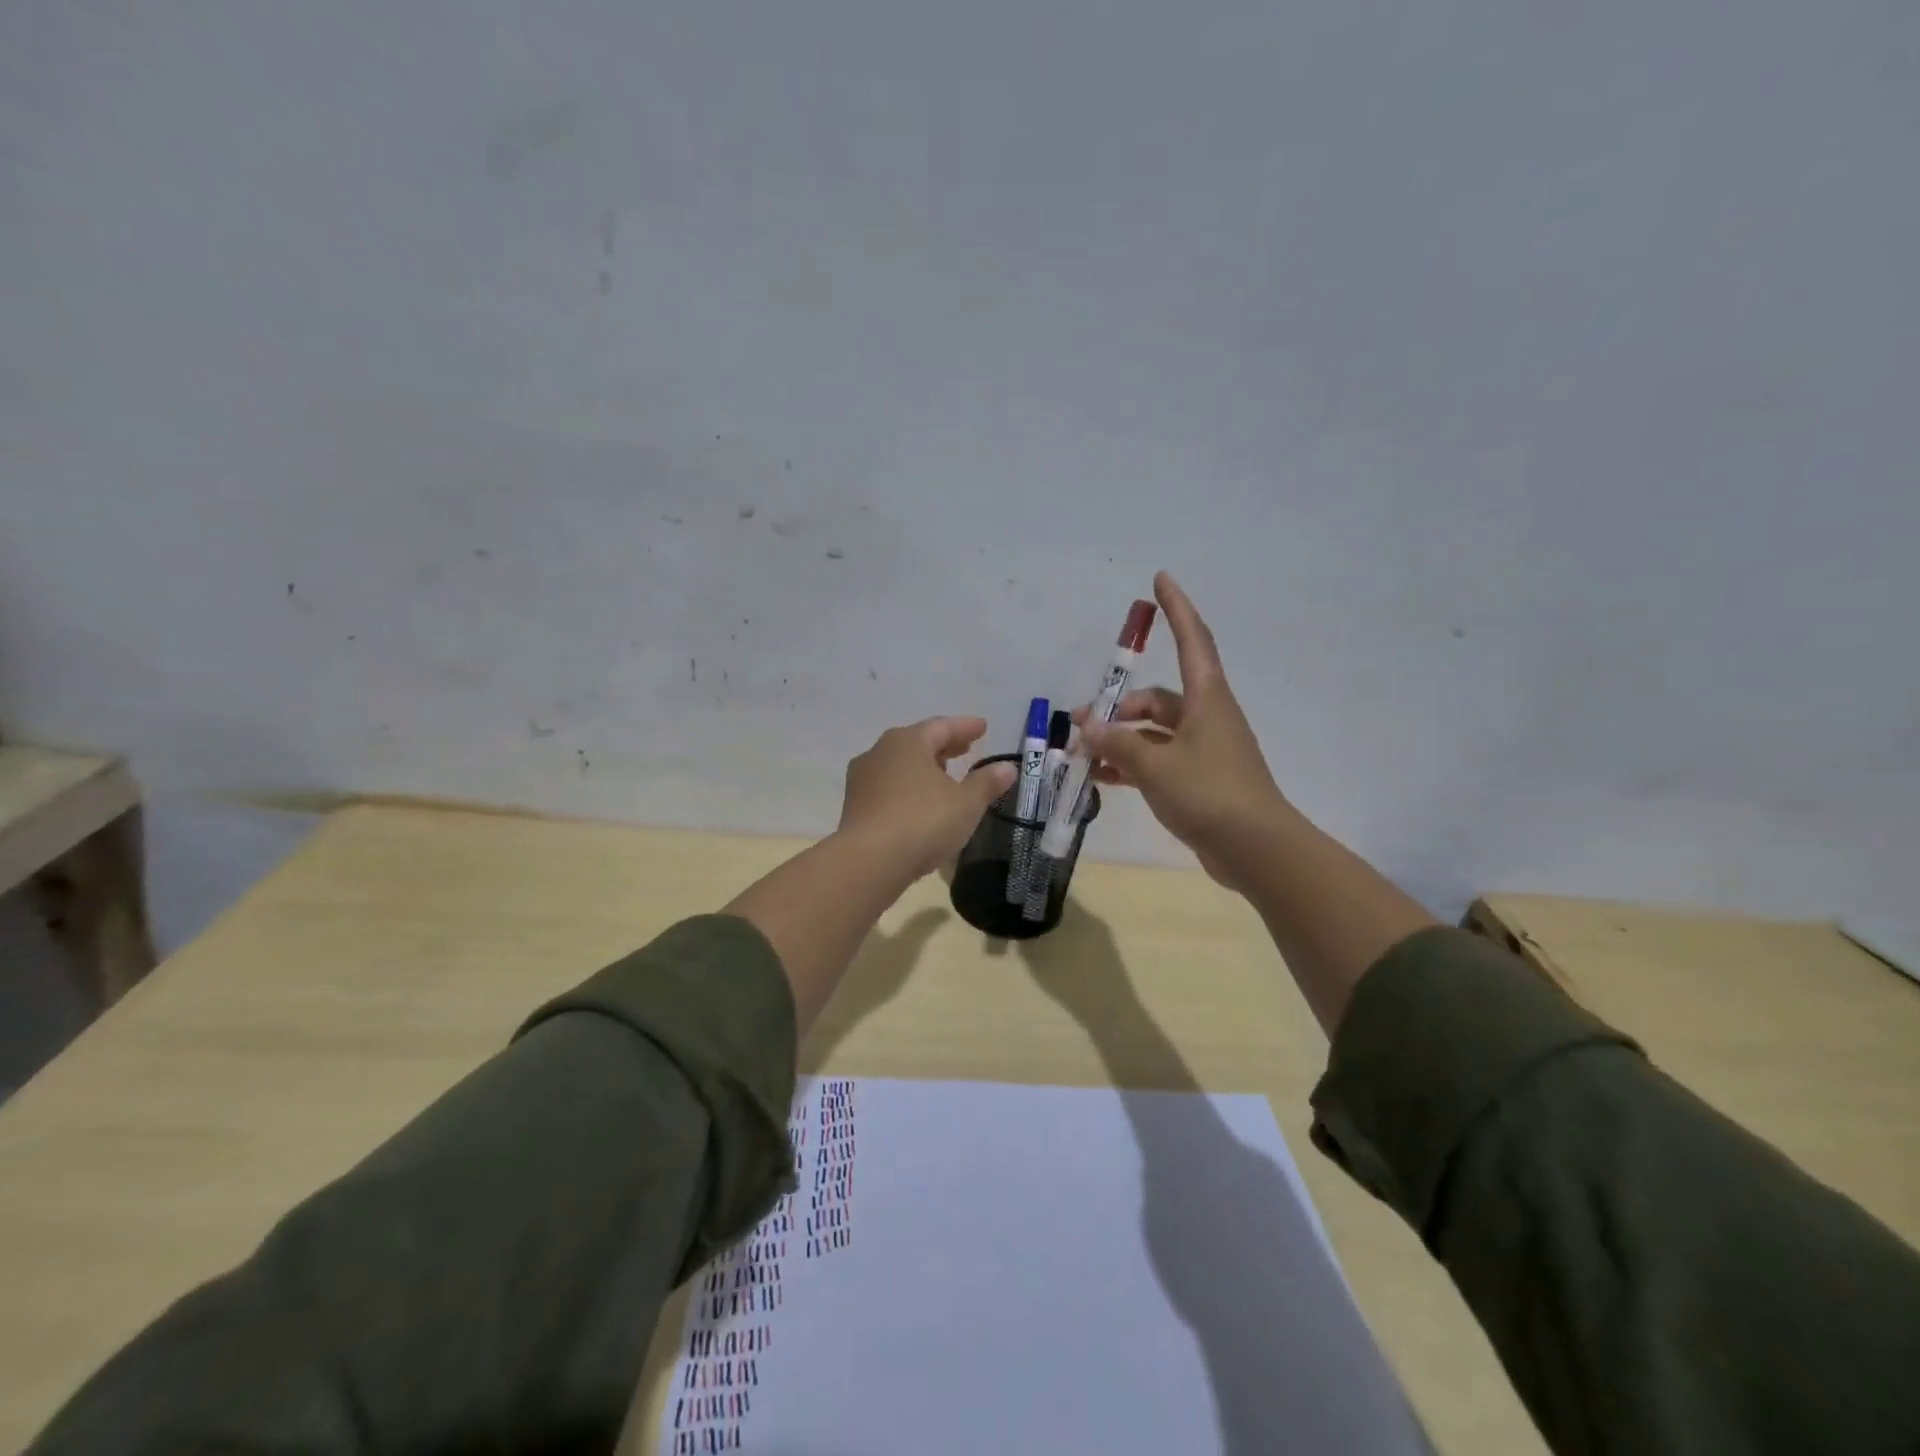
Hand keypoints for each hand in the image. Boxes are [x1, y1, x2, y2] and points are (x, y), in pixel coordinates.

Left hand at [837, 717, 1016, 880]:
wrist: (868, 862)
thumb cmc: (922, 822)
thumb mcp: (966, 803)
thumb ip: (987, 782)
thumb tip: (1007, 767)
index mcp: (908, 741)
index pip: (942, 726)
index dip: (965, 727)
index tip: (983, 727)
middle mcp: (880, 752)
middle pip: (918, 742)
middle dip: (944, 745)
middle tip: (965, 748)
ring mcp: (863, 779)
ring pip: (900, 764)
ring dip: (924, 767)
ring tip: (944, 776)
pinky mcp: (854, 806)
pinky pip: (889, 787)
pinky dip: (908, 787)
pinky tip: (920, 802)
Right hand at [1077, 572, 1292, 891]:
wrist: (1256, 850)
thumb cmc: (1210, 794)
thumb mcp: (1156, 766)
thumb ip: (1118, 743)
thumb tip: (1088, 726)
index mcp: (1207, 700)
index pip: (1192, 640)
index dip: (1177, 608)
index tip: (1161, 578)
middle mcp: (1207, 718)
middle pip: (1159, 698)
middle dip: (1120, 706)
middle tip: (1081, 721)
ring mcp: (1204, 750)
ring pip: (1154, 732)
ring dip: (1121, 738)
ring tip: (1082, 754)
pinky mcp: (1199, 780)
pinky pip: (1158, 761)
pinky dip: (1131, 764)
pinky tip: (1101, 778)